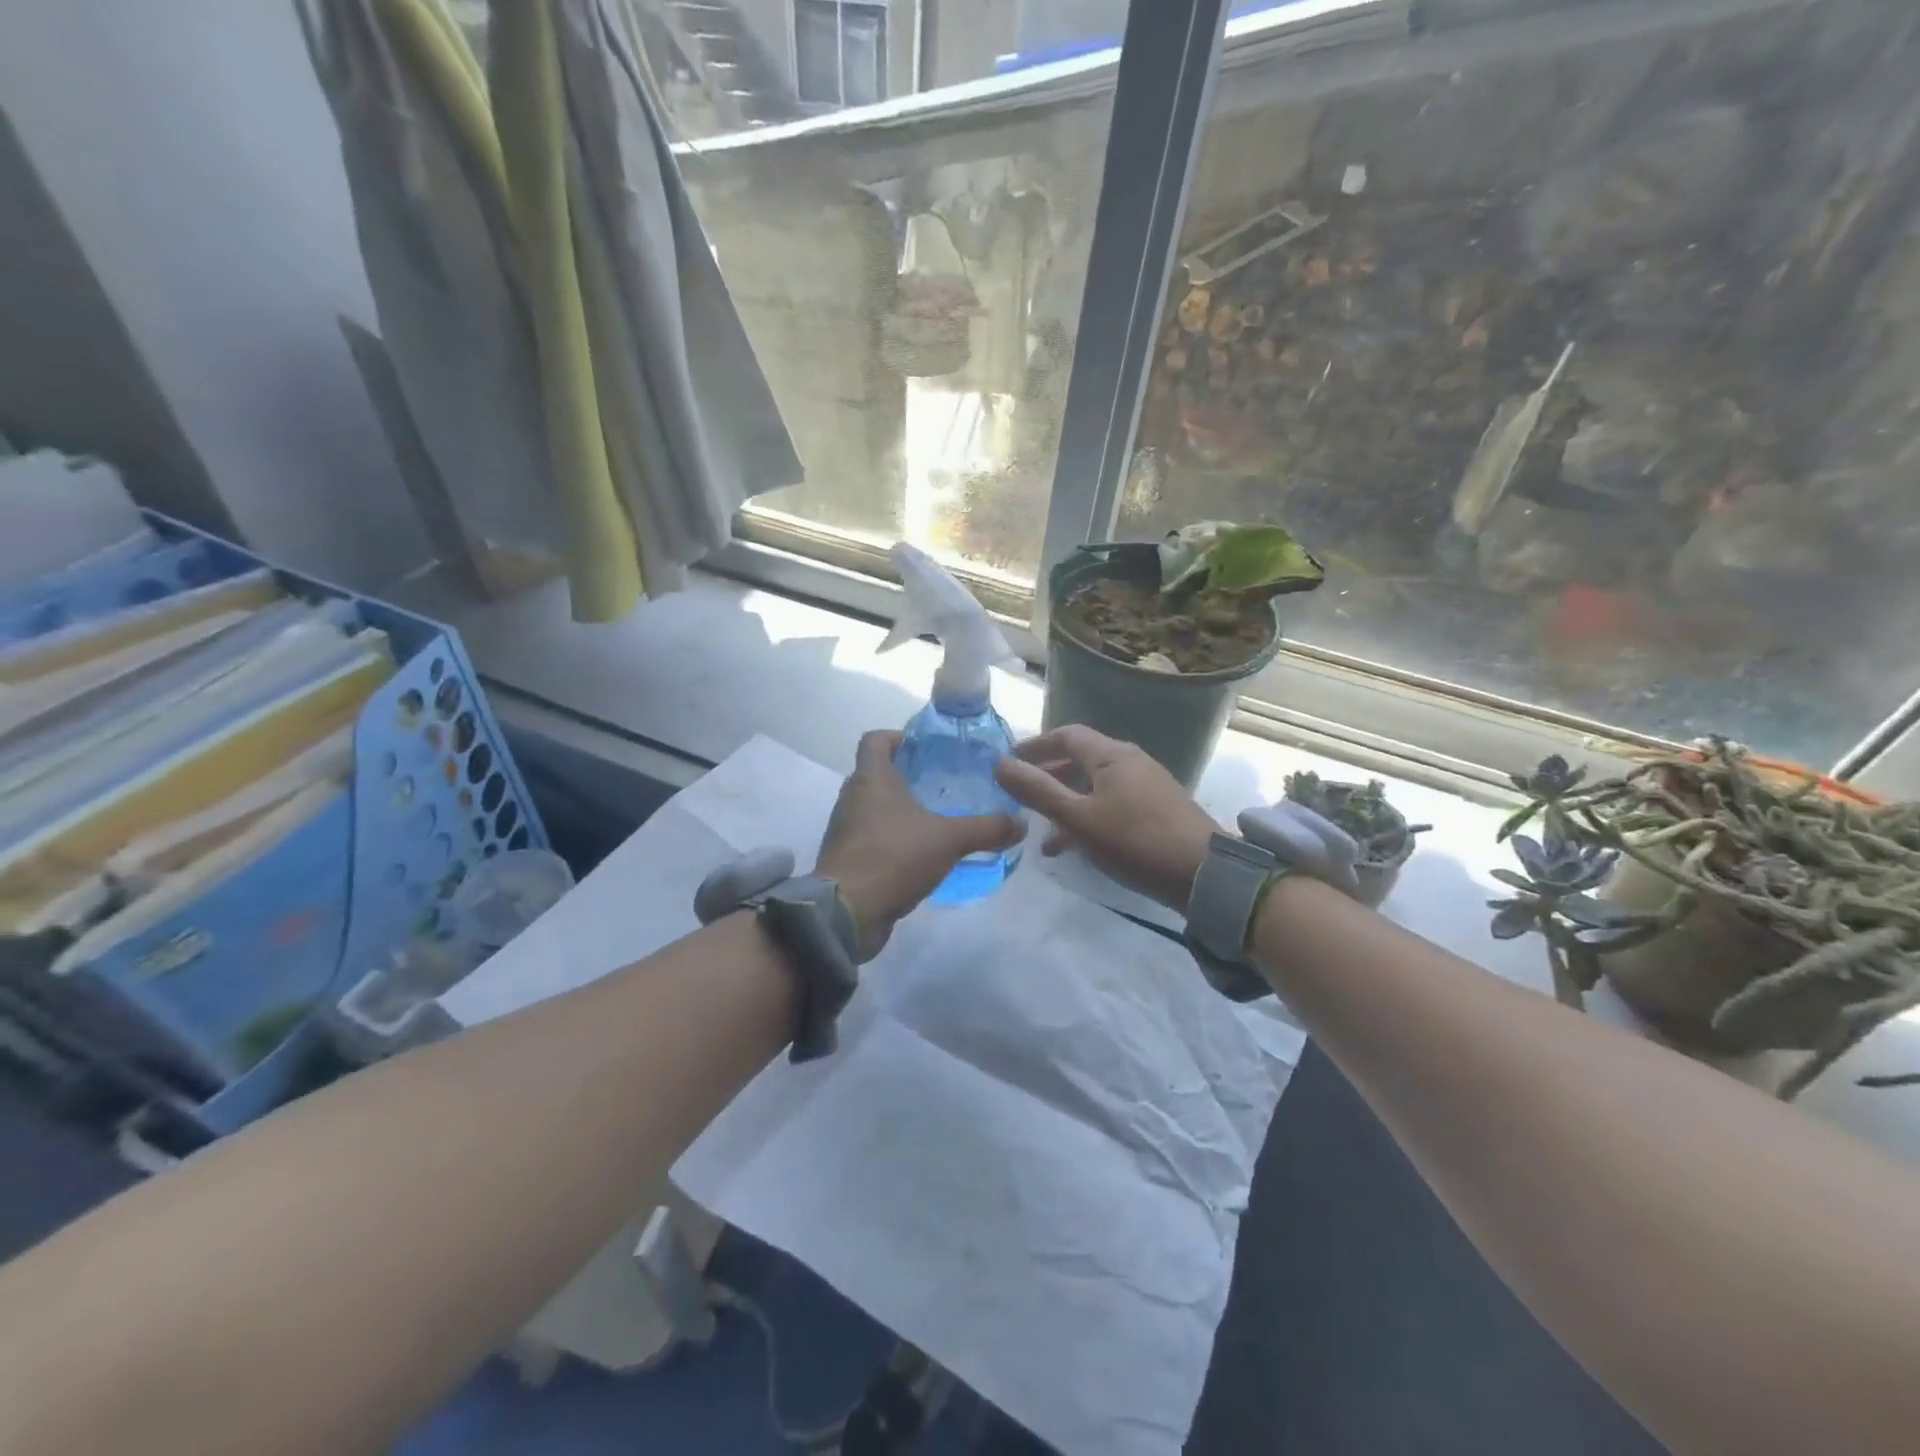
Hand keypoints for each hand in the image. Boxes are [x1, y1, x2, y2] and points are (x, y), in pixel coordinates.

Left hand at [816, 730, 1026, 958]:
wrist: (847, 913)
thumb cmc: (893, 858)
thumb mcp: (949, 840)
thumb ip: (986, 829)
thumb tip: (1021, 824)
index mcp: (871, 779)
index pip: (875, 739)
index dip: (899, 737)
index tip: (928, 748)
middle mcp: (853, 797)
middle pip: (878, 773)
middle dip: (909, 776)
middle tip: (945, 784)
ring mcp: (847, 829)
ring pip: (876, 807)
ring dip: (902, 810)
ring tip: (939, 818)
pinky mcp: (848, 858)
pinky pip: (873, 837)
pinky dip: (895, 838)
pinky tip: (922, 853)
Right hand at [994, 726, 1219, 911]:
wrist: (1204, 874)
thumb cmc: (1135, 841)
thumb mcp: (1078, 818)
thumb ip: (1038, 791)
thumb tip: (1000, 764)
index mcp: (1111, 755)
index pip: (1066, 735)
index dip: (1035, 745)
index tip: (1009, 761)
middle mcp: (1130, 761)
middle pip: (1081, 758)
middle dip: (1049, 774)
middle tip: (1022, 793)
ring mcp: (1147, 784)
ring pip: (1095, 784)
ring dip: (1067, 800)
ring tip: (1042, 830)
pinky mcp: (1157, 808)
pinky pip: (1112, 802)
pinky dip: (1088, 815)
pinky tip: (1076, 846)